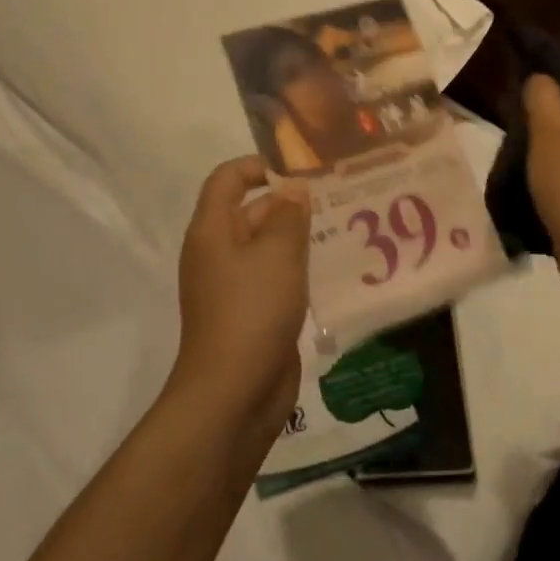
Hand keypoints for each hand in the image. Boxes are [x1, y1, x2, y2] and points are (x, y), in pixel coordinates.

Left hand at [171, 156, 311, 447]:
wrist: (233, 395)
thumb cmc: (252, 312)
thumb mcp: (277, 255)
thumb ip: (289, 216)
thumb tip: (294, 188)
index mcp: (213, 230)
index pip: (227, 179)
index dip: (258, 166)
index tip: (300, 171)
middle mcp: (219, 253)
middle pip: (251, 211)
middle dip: (290, 203)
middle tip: (339, 199)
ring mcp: (234, 286)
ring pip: (268, 247)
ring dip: (299, 238)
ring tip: (346, 228)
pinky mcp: (252, 313)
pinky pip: (276, 278)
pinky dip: (299, 270)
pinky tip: (335, 270)